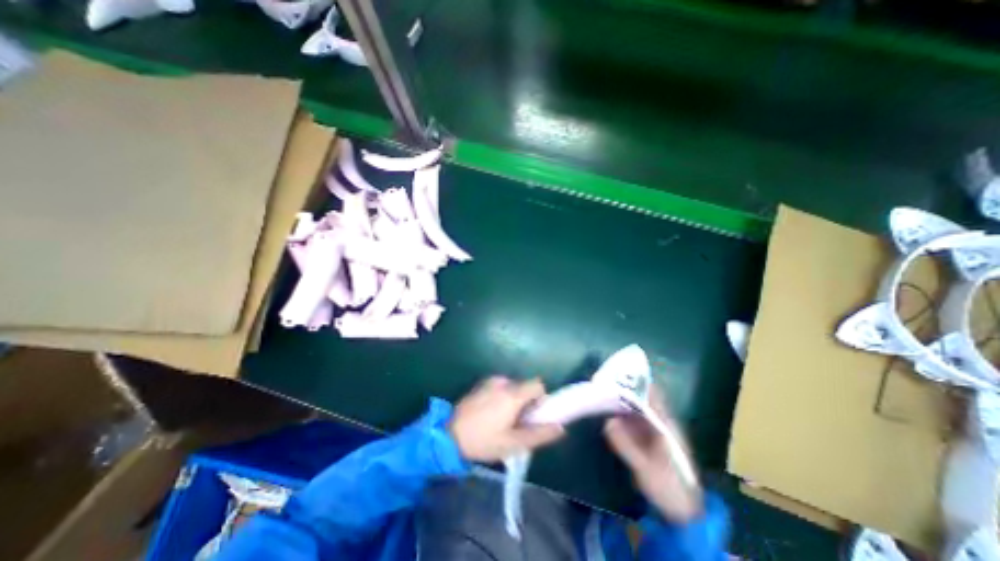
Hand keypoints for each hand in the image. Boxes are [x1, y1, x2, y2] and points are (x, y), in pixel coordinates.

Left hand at [451, 375, 564, 461]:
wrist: (449, 435)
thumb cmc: (483, 440)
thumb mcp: (513, 444)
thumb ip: (539, 434)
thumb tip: (561, 428)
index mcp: (513, 394)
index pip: (538, 385)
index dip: (540, 400)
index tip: (532, 417)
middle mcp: (503, 382)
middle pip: (525, 386)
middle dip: (525, 402)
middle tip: (515, 423)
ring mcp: (490, 381)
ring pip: (512, 387)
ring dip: (513, 400)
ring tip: (501, 420)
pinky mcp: (481, 384)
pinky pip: (500, 387)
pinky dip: (501, 397)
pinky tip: (489, 414)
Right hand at [600, 383, 701, 522]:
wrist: (682, 511)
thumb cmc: (668, 487)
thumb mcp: (646, 468)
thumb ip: (627, 446)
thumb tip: (607, 421)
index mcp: (665, 423)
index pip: (652, 394)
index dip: (636, 381)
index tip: (618, 372)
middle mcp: (659, 421)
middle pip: (641, 396)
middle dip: (623, 387)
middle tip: (603, 379)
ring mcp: (652, 429)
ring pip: (635, 406)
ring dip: (620, 397)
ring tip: (601, 389)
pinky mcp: (645, 437)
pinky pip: (630, 418)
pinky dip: (619, 411)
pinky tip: (606, 410)